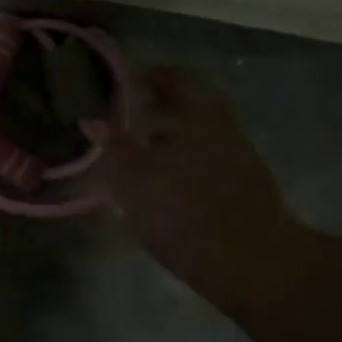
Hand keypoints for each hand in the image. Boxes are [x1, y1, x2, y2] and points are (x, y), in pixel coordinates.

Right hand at [83, 67, 302, 303]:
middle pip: (193, 110)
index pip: (182, 79)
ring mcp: (240, 165)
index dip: (156, 76)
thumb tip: (90, 120)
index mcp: (203, 118)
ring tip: (138, 158)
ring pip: (199, 141)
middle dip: (161, 112)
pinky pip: (207, 167)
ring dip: (170, 143)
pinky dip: (182, 168)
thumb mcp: (133, 180)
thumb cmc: (186, 211)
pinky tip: (161, 191)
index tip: (131, 81)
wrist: (252, 266)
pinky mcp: (244, 195)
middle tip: (129, 119)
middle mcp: (226, 133)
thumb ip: (112, 147)